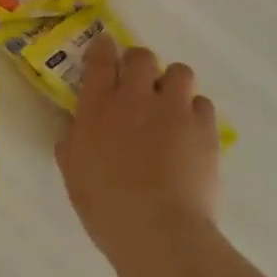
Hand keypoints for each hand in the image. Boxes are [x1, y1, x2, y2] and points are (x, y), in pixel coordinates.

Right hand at [55, 36, 221, 270]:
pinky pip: (202, 104)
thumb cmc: (104, 205)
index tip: (105, 48)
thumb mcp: (73, 172)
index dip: (102, 48)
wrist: (157, 229)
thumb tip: (75, 128)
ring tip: (170, 104)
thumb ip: (73, 142)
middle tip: (138, 81)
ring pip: (179, 72)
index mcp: (97, 105)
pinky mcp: (204, 128)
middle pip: (141, 56)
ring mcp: (173, 109)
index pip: (100, 58)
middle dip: (139, 63)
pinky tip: (189, 131)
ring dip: (172, 82)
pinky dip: (195, 111)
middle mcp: (135, 97)